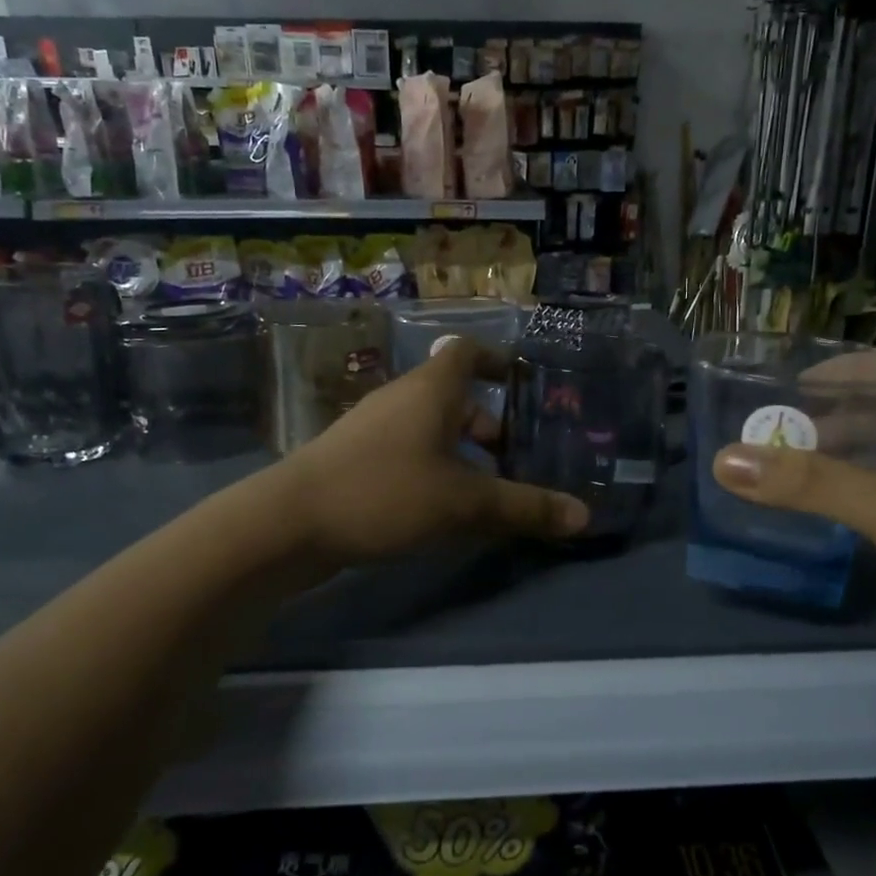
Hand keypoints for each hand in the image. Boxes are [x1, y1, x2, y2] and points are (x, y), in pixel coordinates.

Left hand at [280, 336, 588, 563]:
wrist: (289, 523)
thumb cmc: (385, 492)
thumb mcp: (464, 503)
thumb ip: (525, 507)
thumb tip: (585, 516)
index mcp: (430, 389)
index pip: (468, 352)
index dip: (499, 361)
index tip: (526, 382)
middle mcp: (402, 398)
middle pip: (456, 398)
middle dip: (490, 427)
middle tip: (518, 462)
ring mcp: (374, 429)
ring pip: (432, 430)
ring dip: (463, 454)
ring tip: (488, 493)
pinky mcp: (355, 460)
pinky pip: (409, 454)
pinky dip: (435, 471)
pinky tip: (444, 511)